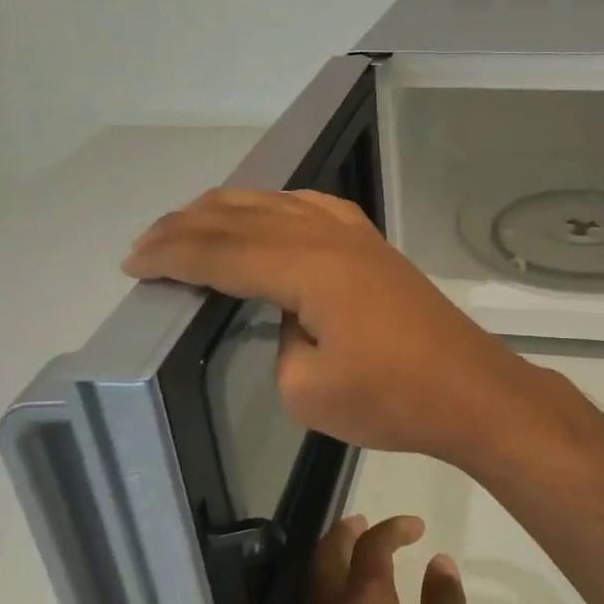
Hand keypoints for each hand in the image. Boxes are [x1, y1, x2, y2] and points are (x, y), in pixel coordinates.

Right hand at [122, 189, 551, 468]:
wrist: (470, 390)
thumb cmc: (392, 399)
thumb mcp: (308, 389)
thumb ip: (280, 341)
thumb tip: (287, 316)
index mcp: (308, 268)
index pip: (223, 252)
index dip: (173, 256)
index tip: (133, 263)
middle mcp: (330, 237)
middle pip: (245, 218)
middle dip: (189, 226)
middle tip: (147, 242)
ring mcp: (358, 237)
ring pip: (279, 204)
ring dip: (230, 210)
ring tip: (191, 221)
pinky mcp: (375, 248)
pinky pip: (315, 208)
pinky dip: (278, 206)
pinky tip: (269, 213)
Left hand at [304, 514, 475, 603]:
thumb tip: (439, 563)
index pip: (372, 548)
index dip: (393, 528)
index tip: (417, 527)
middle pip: (328, 558)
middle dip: (346, 533)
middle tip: (366, 521)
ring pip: (315, 584)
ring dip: (332, 558)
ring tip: (353, 550)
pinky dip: (327, 588)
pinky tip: (346, 603)